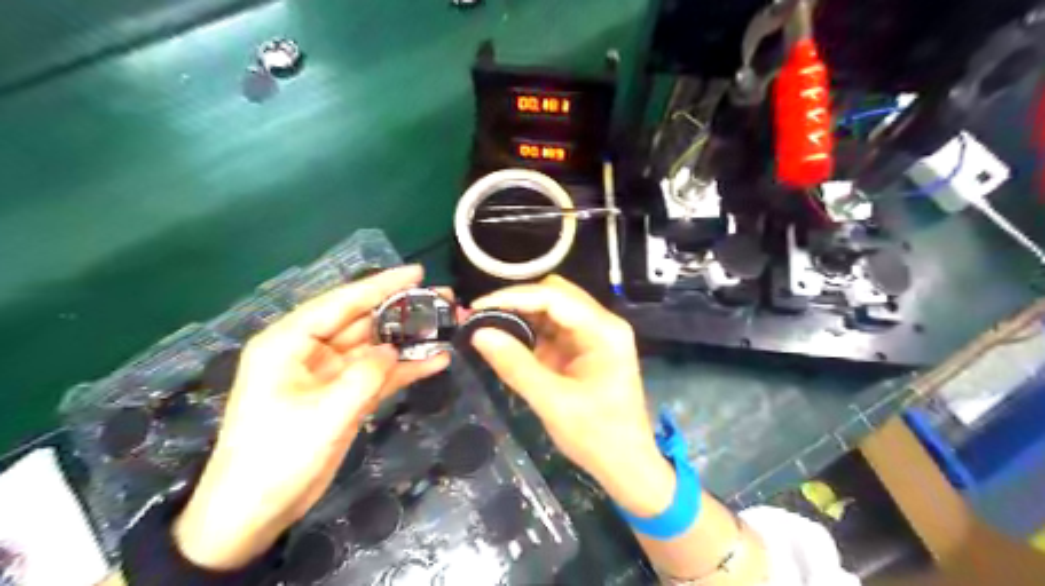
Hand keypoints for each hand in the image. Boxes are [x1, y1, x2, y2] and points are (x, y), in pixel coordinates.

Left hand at [172, 267, 448, 568]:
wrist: (255, 513)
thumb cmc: (278, 457)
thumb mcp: (326, 412)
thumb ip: (366, 374)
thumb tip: (393, 350)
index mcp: (289, 342)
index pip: (341, 302)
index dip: (380, 285)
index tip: (417, 273)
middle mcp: (310, 351)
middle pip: (363, 321)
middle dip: (402, 311)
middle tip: (442, 299)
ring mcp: (329, 374)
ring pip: (375, 347)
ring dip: (409, 339)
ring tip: (447, 325)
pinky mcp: (343, 396)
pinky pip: (378, 374)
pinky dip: (405, 368)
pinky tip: (436, 361)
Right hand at [469, 276, 673, 516]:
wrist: (626, 465)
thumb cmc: (597, 436)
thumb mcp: (552, 402)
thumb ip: (515, 365)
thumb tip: (478, 333)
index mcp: (604, 331)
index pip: (554, 297)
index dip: (513, 297)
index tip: (477, 307)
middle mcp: (602, 324)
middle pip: (555, 294)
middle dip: (516, 301)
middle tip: (479, 316)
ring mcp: (594, 335)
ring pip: (552, 309)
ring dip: (520, 314)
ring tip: (487, 324)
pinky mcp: (583, 348)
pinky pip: (553, 328)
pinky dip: (528, 330)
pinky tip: (507, 338)